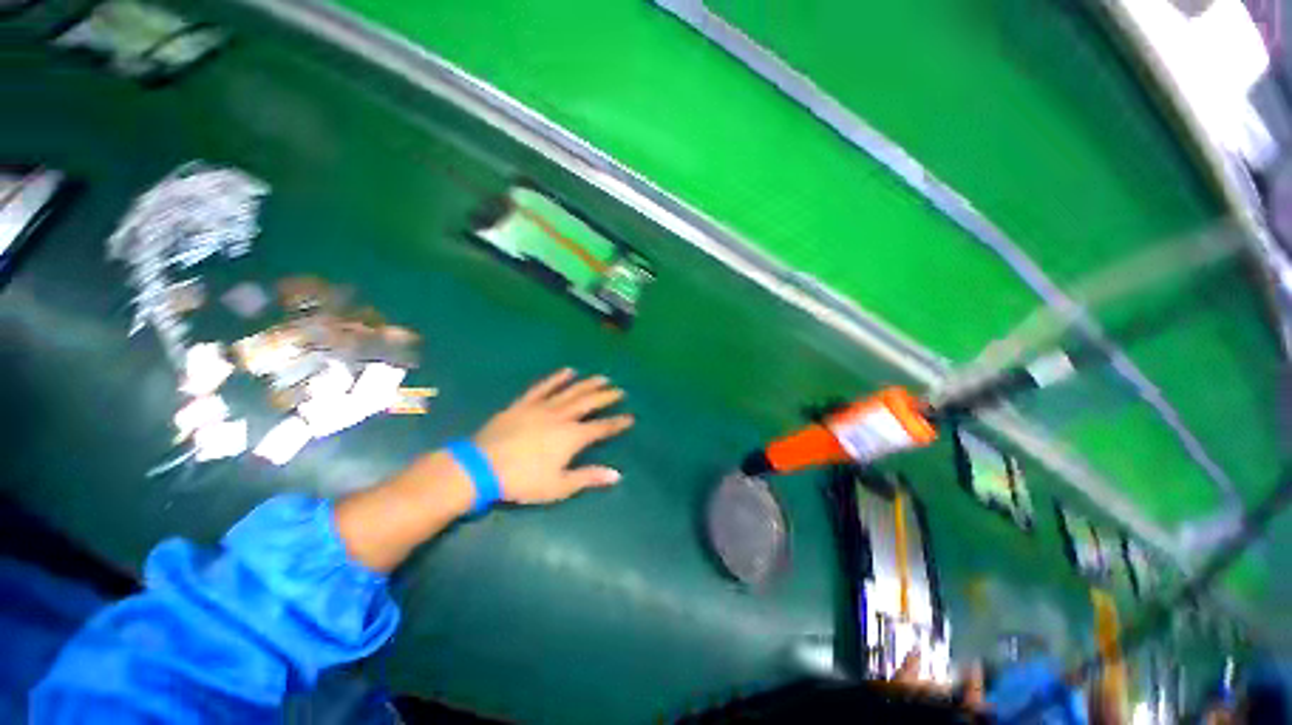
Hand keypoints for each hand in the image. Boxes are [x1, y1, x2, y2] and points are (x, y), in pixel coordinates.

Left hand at [474, 368, 633, 504]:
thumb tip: (616, 475)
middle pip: (589, 403)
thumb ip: (588, 477)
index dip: (617, 423)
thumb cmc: (522, 481)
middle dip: (606, 397)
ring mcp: (542, 407)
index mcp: (572, 437)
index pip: (601, 428)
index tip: (630, 417)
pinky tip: (568, 371)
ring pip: (571, 391)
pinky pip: (544, 387)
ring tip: (602, 377)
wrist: (481, 467)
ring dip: (588, 384)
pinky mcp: (524, 403)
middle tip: (619, 390)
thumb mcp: (558, 486)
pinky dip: (557, 378)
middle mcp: (561, 417)